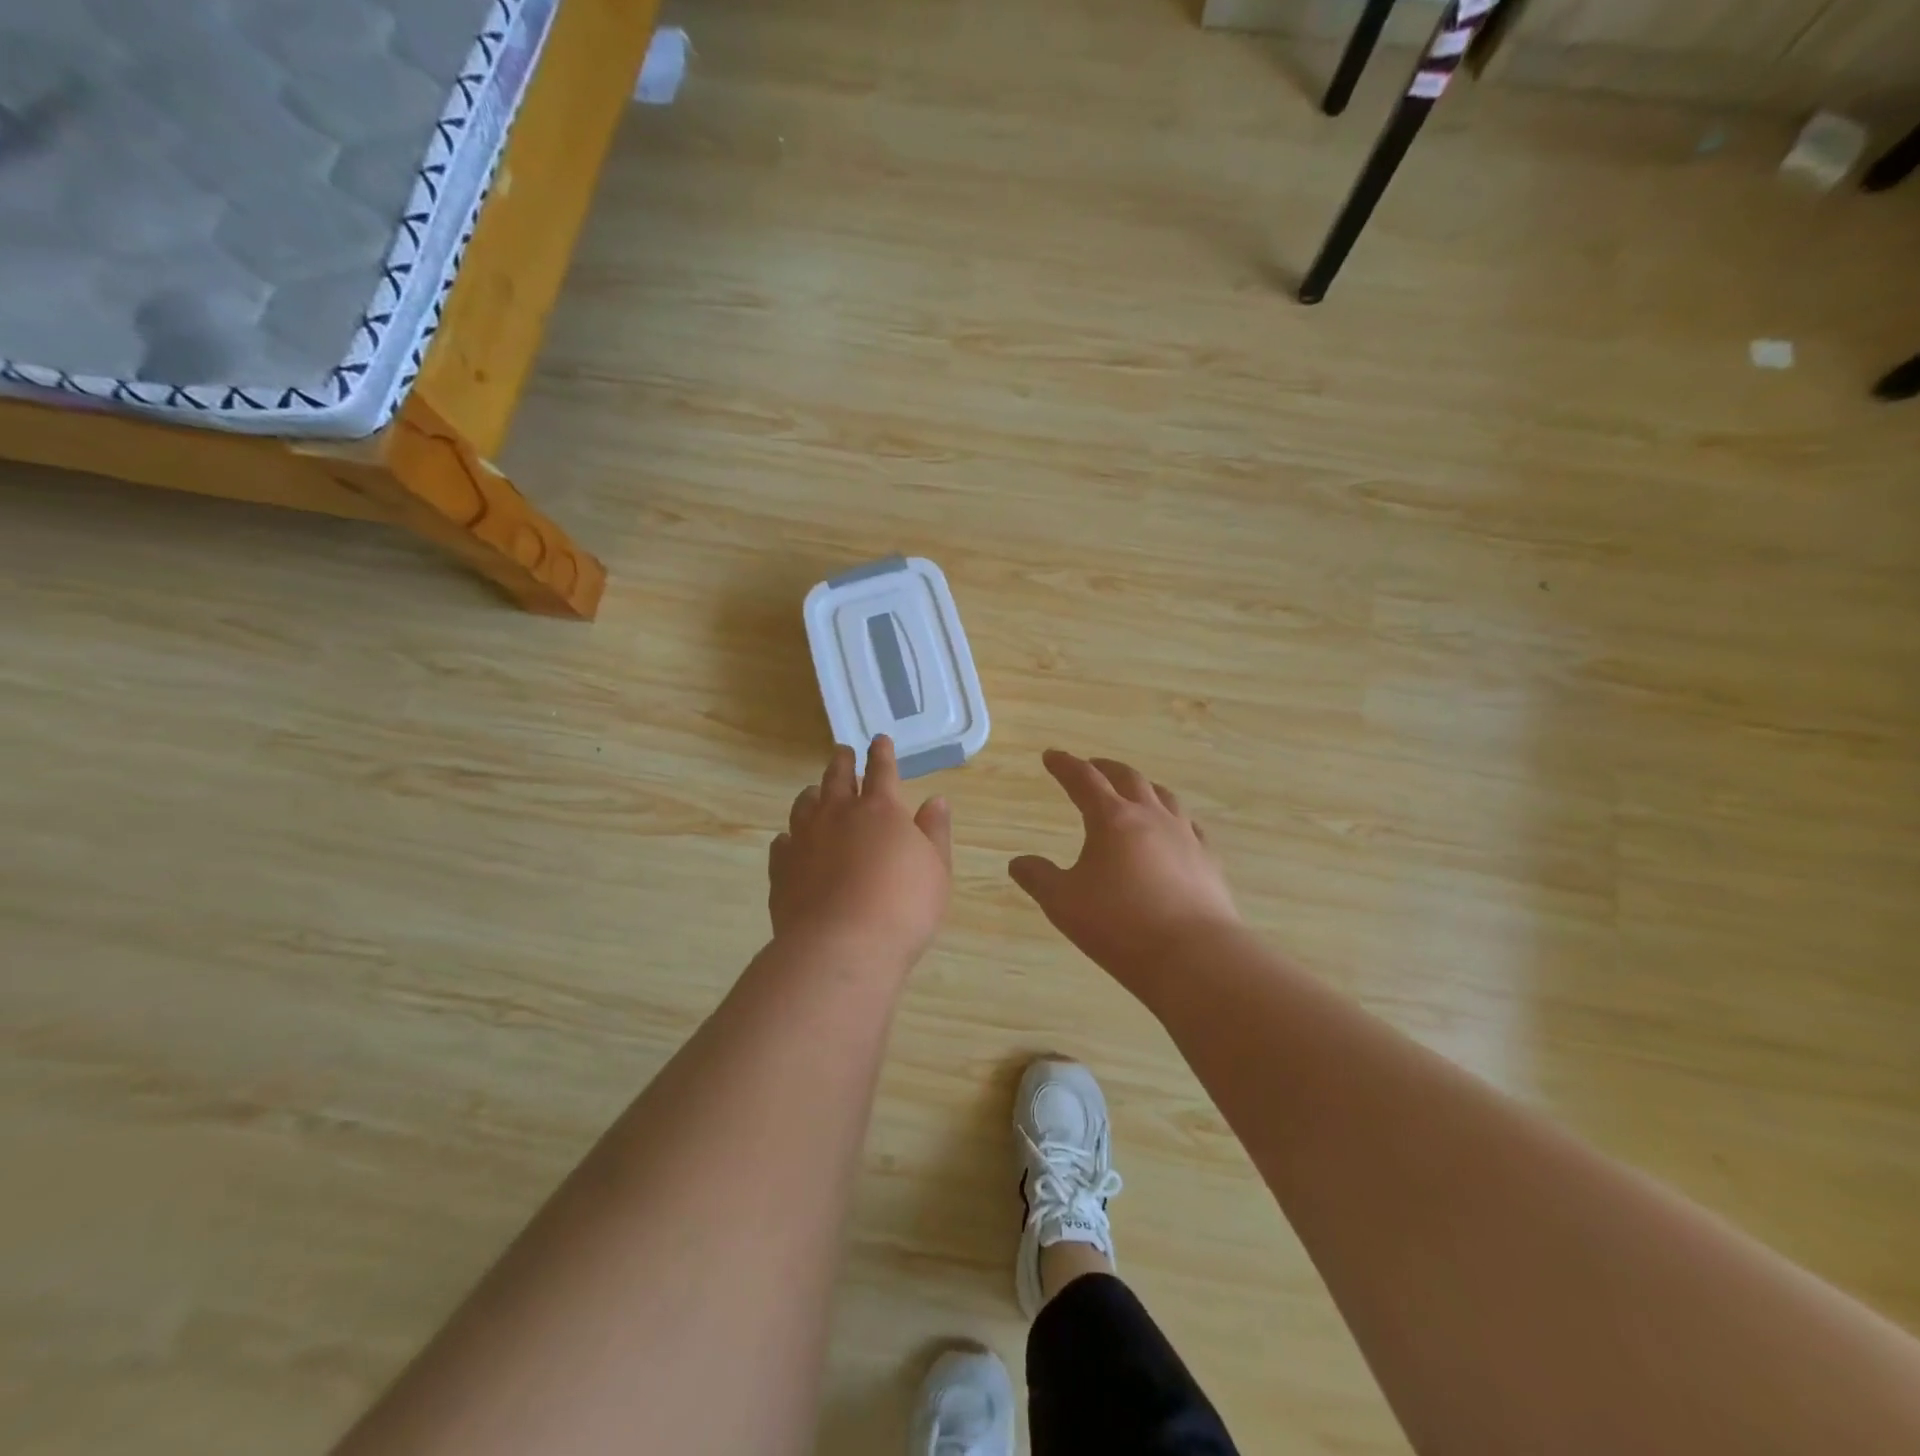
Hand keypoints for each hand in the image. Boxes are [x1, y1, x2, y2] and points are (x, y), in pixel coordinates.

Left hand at [769, 736, 952, 969]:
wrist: (842, 946)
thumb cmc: (903, 906)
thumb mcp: (936, 869)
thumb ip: (935, 831)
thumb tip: (936, 800)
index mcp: (880, 809)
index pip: (882, 770)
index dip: (882, 753)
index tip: (879, 740)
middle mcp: (838, 815)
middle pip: (836, 778)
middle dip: (842, 762)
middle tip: (842, 752)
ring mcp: (805, 840)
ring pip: (805, 805)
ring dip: (813, 794)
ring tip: (816, 793)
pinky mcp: (782, 868)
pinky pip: (783, 843)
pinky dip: (789, 838)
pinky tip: (790, 843)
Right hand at [1010, 750, 1240, 990]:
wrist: (1193, 956)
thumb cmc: (1119, 925)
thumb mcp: (1063, 903)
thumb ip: (1038, 878)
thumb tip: (1018, 862)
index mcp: (1112, 819)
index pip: (1084, 780)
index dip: (1065, 765)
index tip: (1052, 756)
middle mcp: (1150, 816)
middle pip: (1127, 778)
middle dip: (1105, 768)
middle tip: (1092, 766)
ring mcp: (1184, 836)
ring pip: (1163, 796)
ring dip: (1142, 787)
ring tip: (1133, 791)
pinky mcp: (1208, 860)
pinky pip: (1189, 825)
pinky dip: (1172, 818)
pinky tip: (1173, 830)